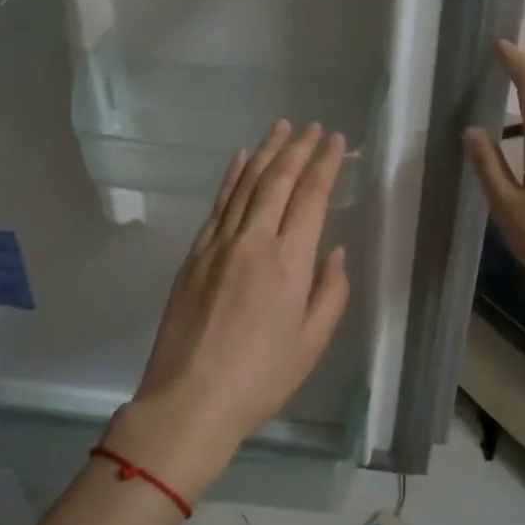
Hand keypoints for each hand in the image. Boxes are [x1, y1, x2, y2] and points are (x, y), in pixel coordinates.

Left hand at [105, 121, 351, 499]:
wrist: (190, 398)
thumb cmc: (260, 378)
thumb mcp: (312, 343)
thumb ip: (330, 292)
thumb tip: (333, 251)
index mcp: (289, 262)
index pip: (310, 197)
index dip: (324, 164)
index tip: (335, 140)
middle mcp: (253, 241)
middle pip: (277, 180)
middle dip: (297, 148)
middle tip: (313, 126)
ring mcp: (218, 244)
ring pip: (245, 185)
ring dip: (265, 152)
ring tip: (281, 127)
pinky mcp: (194, 254)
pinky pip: (218, 204)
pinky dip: (232, 177)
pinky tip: (240, 159)